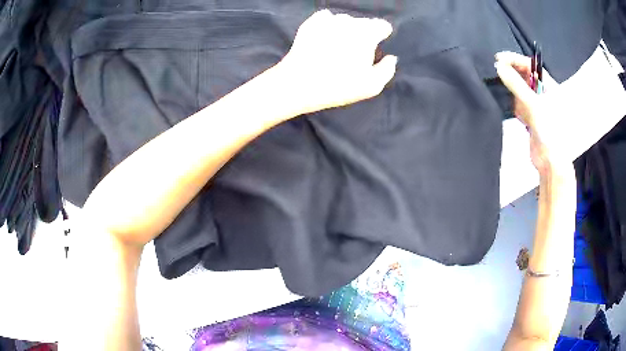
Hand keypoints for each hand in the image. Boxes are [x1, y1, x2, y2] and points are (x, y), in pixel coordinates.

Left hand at [278, 9, 397, 114]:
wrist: (298, 84)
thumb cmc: (338, 86)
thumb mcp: (371, 86)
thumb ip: (387, 69)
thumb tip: (391, 57)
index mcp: (367, 33)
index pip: (382, 25)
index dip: (381, 36)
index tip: (374, 49)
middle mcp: (349, 20)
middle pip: (363, 23)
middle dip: (363, 35)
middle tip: (354, 54)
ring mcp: (328, 19)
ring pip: (345, 21)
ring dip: (345, 31)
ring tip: (336, 48)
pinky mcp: (311, 22)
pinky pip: (326, 19)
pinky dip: (328, 26)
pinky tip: (324, 39)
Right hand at [495, 52, 571, 177]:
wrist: (550, 162)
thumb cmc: (549, 129)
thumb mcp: (533, 103)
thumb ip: (516, 84)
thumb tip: (498, 66)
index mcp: (550, 87)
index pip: (531, 66)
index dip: (515, 60)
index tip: (499, 58)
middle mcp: (544, 94)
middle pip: (526, 77)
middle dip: (512, 73)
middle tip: (496, 70)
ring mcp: (538, 107)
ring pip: (521, 91)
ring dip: (511, 89)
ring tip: (500, 87)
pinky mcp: (531, 119)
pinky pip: (519, 105)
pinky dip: (513, 104)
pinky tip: (509, 106)